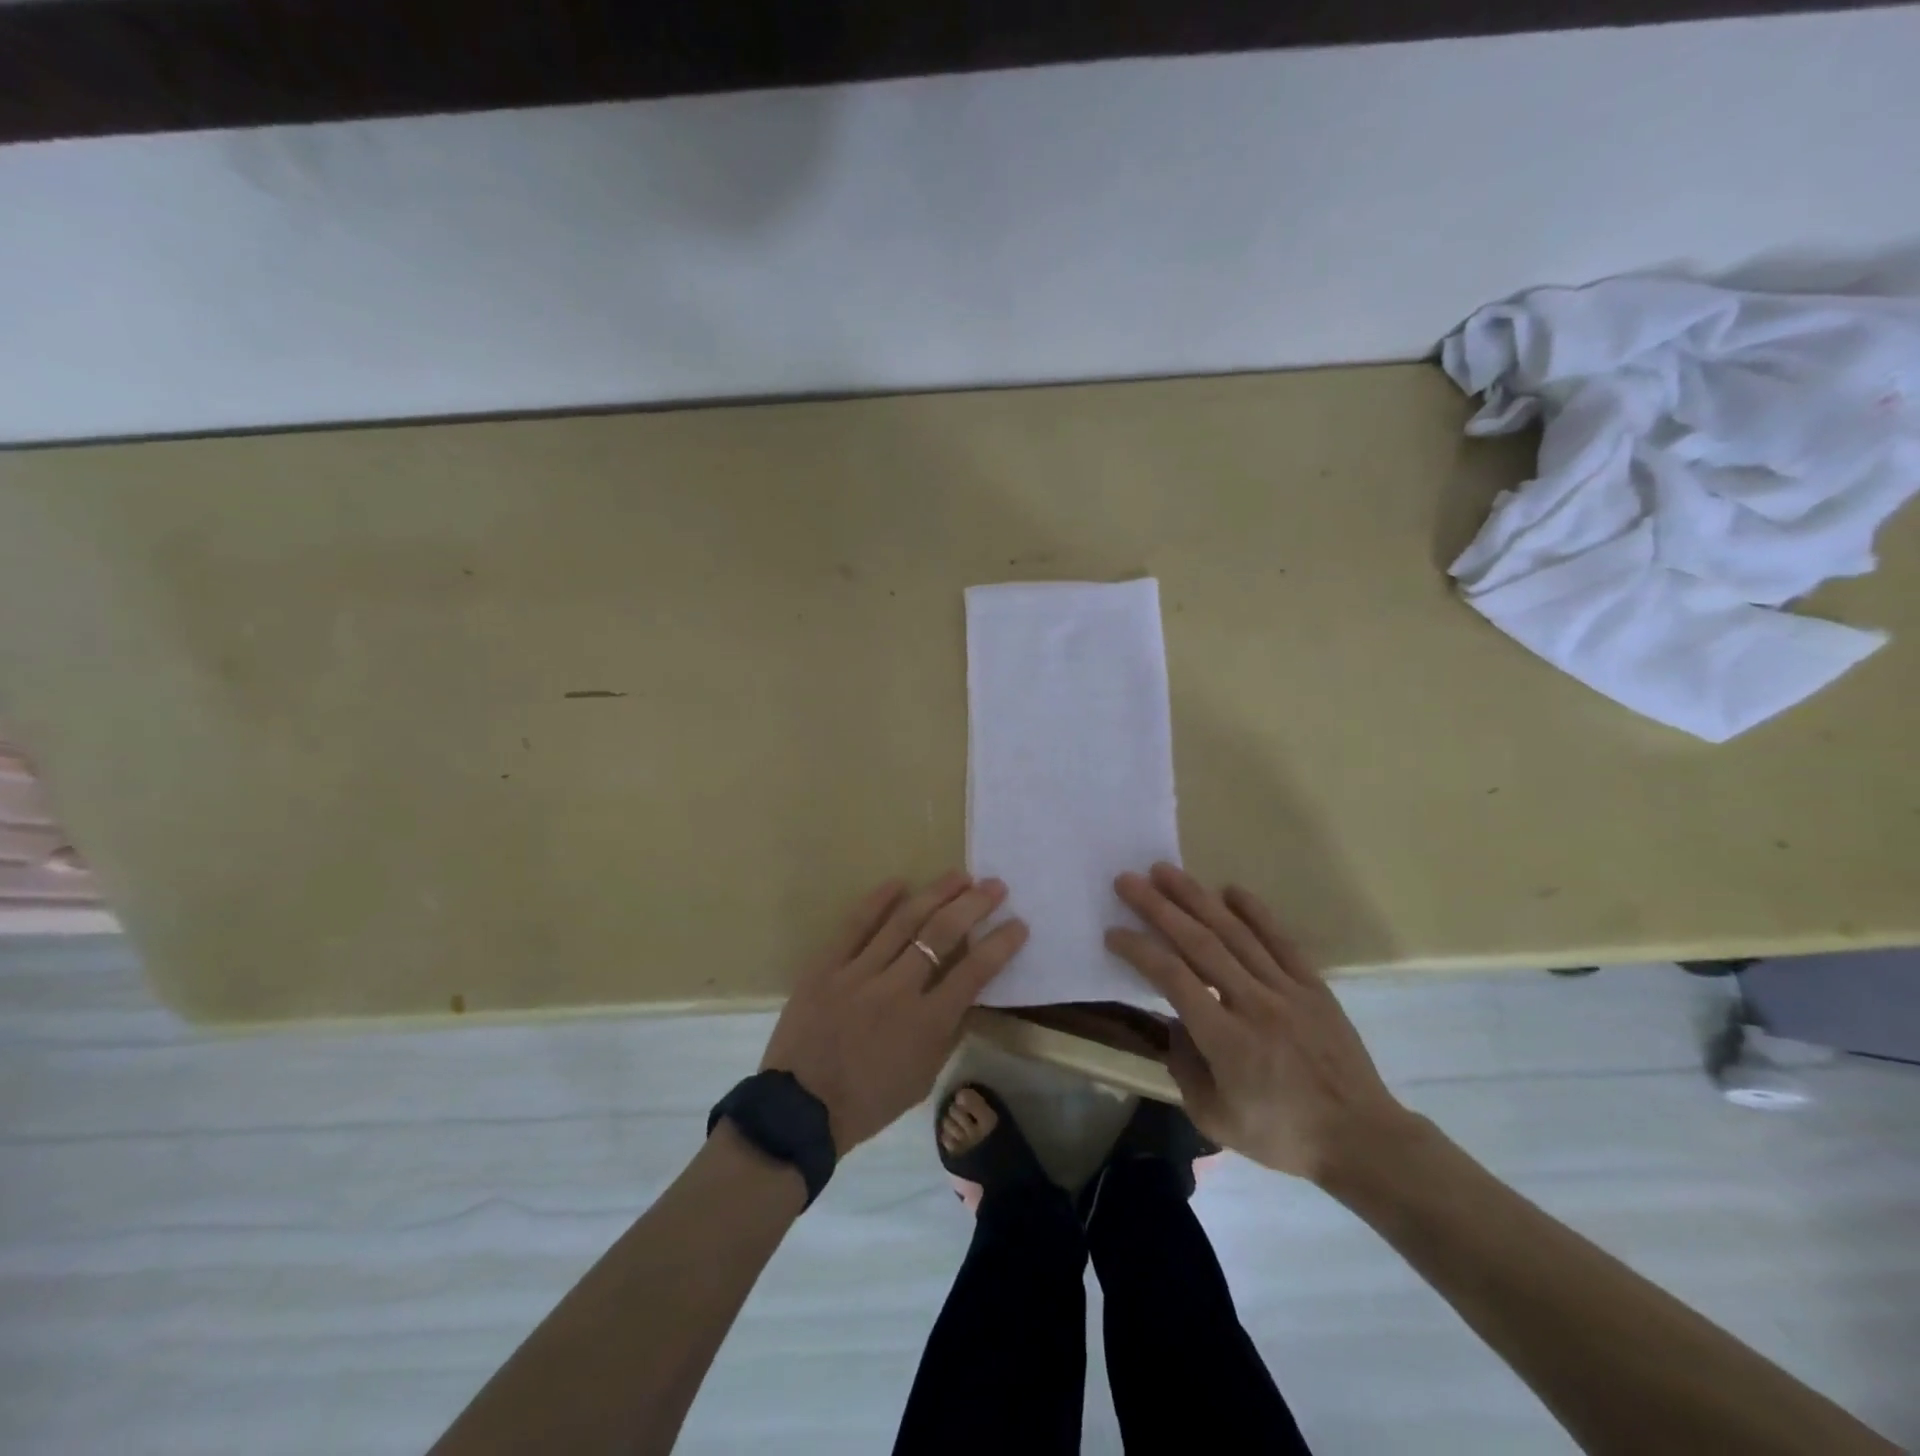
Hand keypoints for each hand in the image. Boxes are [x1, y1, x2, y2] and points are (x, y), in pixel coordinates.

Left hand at [760, 871, 1028, 1154]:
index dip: (1001, 944)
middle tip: (994, 885)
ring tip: (959, 876)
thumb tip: (967, 994)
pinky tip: (899, 881)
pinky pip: (855, 926)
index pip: (974, 972)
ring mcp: (859, 973)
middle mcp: (897, 989)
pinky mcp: (826, 966)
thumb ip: (948, 1032)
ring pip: (903, 921)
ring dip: (936, 893)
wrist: (799, 1110)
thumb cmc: (869, 1101)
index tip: (1019, 923)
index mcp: (926, 1023)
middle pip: (942, 934)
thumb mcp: (923, 1077)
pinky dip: (877, 900)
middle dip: (973, 905)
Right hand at [1106, 863, 1412, 1182]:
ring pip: (1235, 933)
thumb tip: (1172, 1025)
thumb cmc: (1283, 1134)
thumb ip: (1184, 1068)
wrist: (1362, 1139)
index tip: (1113, 932)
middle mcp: (1253, 1003)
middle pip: (1199, 944)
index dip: (1140, 951)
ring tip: (1166, 871)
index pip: (1173, 979)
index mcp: (1226, 1040)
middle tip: (1128, 881)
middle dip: (1159, 908)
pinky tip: (1230, 889)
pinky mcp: (1312, 986)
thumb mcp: (1216, 1119)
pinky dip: (1255, 912)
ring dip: (1196, 898)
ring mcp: (1286, 990)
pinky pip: (1281, 940)